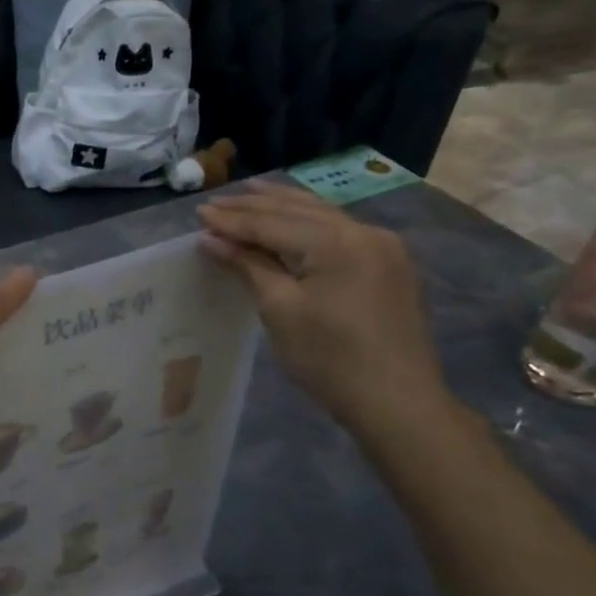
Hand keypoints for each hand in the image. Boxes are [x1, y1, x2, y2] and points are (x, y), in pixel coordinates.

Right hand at [198, 184, 449, 435]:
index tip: (199, 213)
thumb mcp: (280, 309)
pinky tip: (293, 218)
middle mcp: (363, 232)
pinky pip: (339, 231)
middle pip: (298, 210)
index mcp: (335, 241)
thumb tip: (211, 238)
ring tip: (251, 193)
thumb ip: (248, 265)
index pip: (272, 222)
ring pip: (322, 215)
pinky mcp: (388, 265)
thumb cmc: (329, 358)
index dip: (232, 219)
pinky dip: (308, 222)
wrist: (396, 402)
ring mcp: (382, 246)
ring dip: (283, 206)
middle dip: (256, 206)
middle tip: (217, 202)